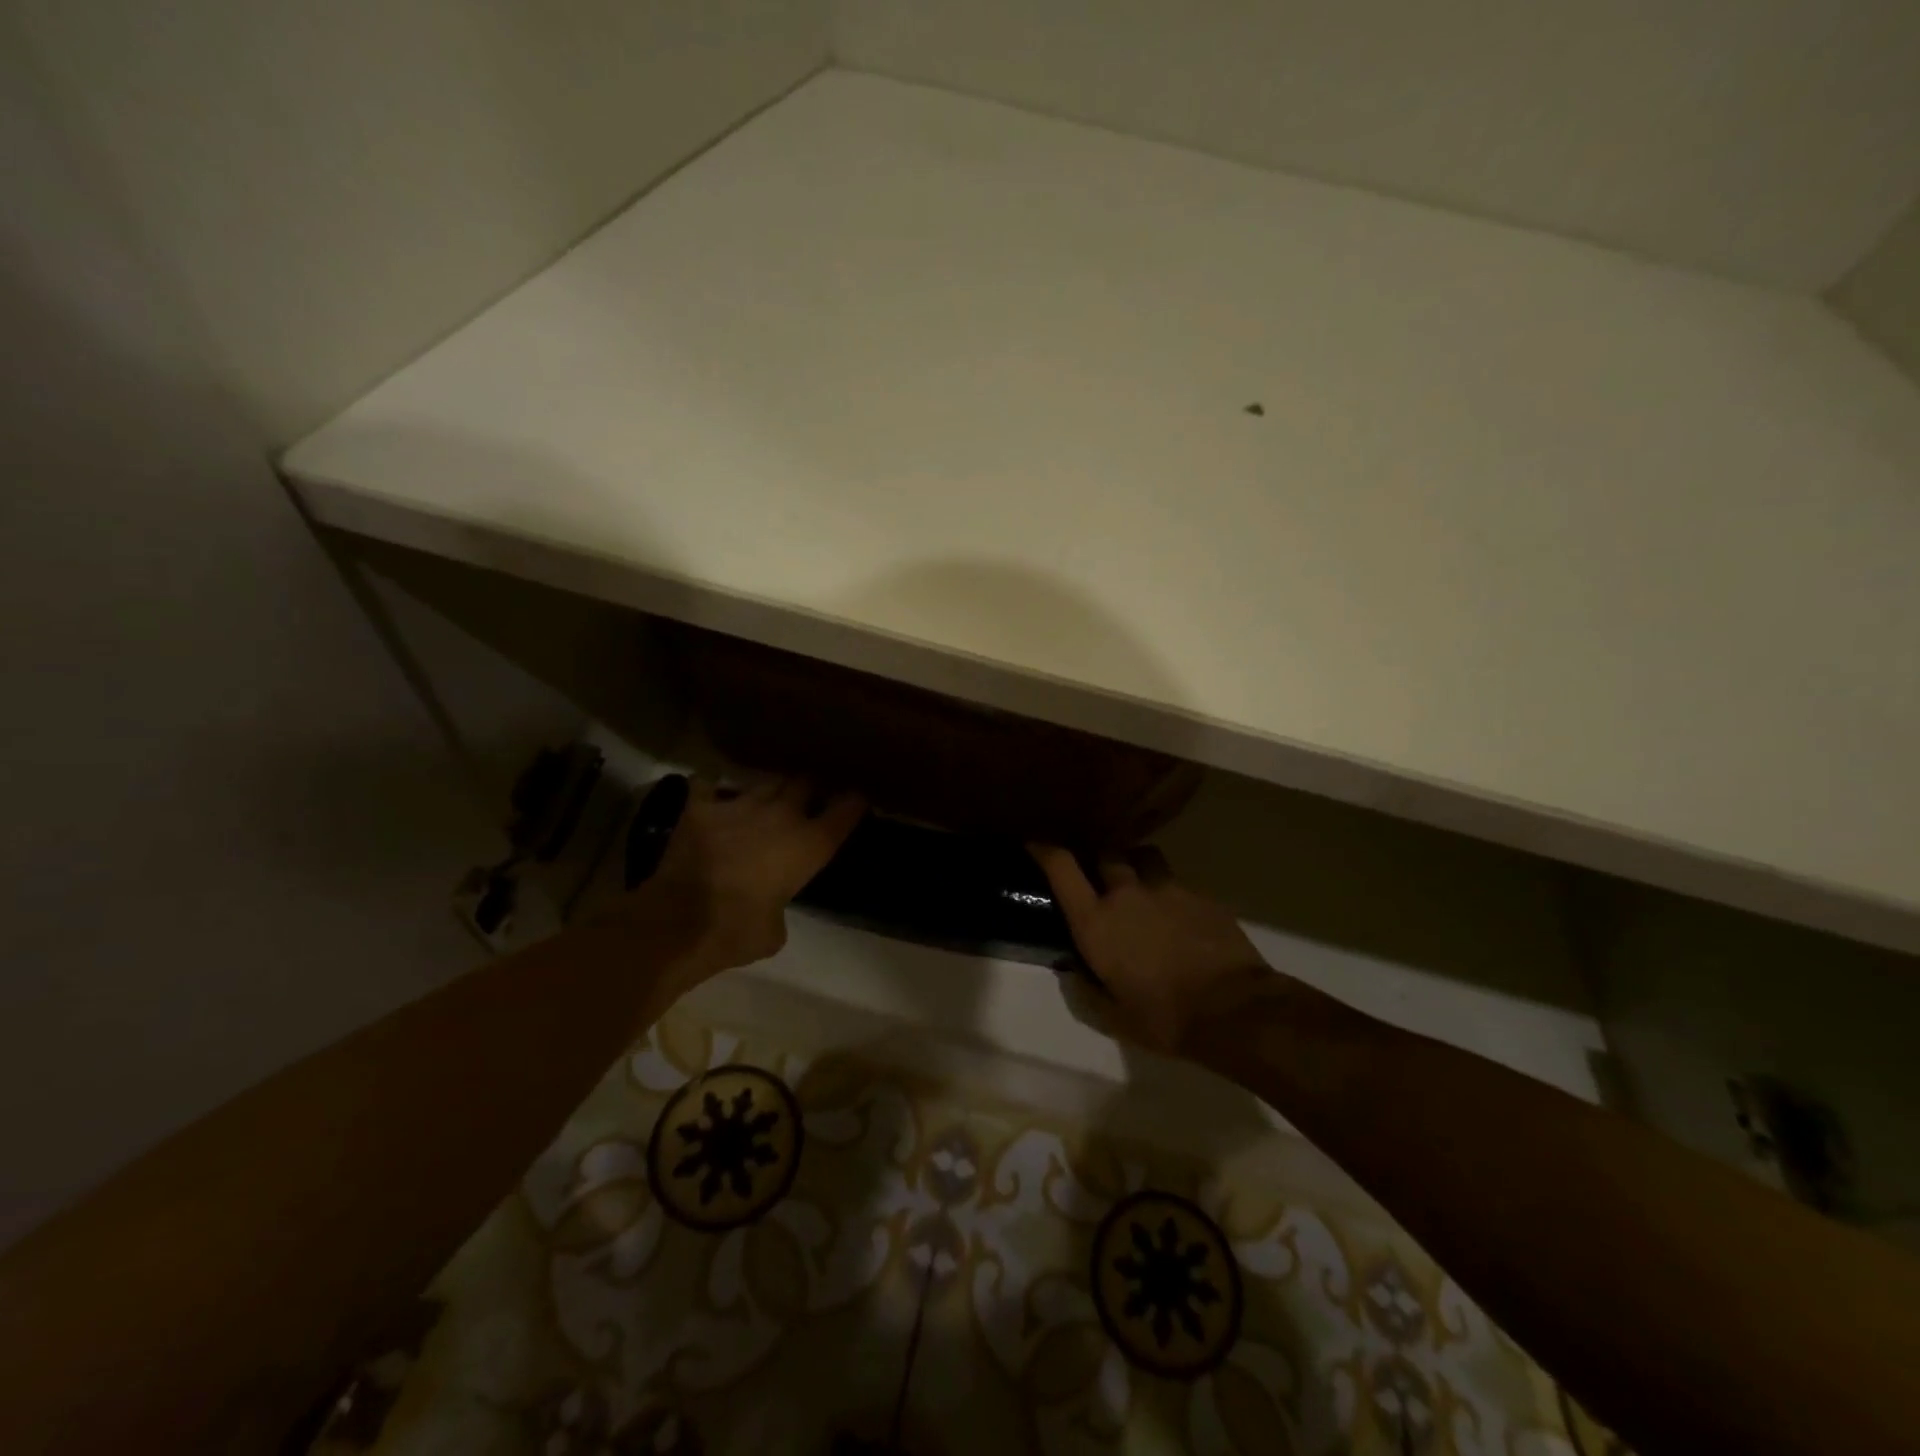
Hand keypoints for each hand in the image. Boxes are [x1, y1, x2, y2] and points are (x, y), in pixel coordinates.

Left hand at [624, 776, 865, 975]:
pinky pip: (710, 785)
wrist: (676, 924)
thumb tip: (770, 902)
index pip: (845, 810)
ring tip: (764, 800)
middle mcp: (781, 815)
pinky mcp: (701, 807)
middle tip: (808, 796)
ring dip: (769, 791)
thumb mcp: (775, 931)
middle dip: (810, 787)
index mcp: (809, 845)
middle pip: (805, 782)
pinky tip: (712, 798)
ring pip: (764, 782)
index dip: (854, 802)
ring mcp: (739, 805)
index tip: (857, 798)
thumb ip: (781, 906)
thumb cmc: (736, 933)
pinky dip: (713, 792)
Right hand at [1030, 844, 1275, 1056]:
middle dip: (1100, 862)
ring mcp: (1167, 889)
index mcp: (1096, 922)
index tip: (1037, 844)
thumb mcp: (1114, 1017)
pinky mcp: (1200, 894)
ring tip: (1142, 886)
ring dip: (1137, 866)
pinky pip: (1177, 882)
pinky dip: (1170, 892)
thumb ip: (1088, 990)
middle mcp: (1126, 894)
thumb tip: (1075, 972)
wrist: (1234, 1010)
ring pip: (1144, 858)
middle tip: (1102, 880)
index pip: (1062, 868)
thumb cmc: (1164, 1018)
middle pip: (1106, 855)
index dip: (1045, 851)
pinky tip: (1179, 917)